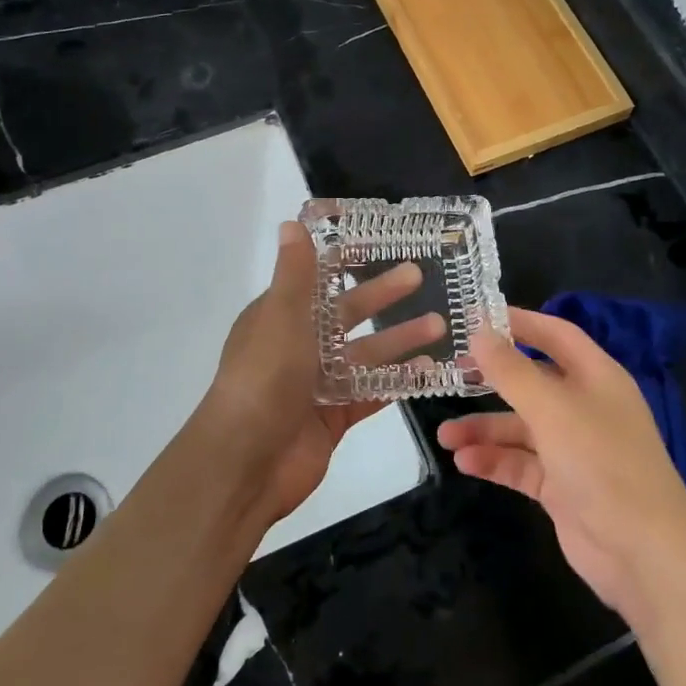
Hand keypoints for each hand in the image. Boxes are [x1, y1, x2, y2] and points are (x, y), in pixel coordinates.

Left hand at [196, 221, 443, 527]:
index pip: (317, 279)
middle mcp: (298, 345)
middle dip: (381, 295)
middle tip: (418, 276)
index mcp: (280, 316)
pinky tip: (430, 371)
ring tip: (439, 325)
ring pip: (365, 354)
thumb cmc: (263, 378)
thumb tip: (292, 222)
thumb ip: (295, 273)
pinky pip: (372, 392)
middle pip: (347, 313)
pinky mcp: (334, 416)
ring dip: (399, 338)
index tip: (378, 242)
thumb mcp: (281, 316)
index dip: (344, 260)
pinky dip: (398, 381)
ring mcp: (317, 383)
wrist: (245, 463)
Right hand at [437, 309, 685, 623]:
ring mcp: (573, 449)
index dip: (519, 323)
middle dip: (492, 379)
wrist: (644, 554)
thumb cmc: (602, 463)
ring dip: (484, 429)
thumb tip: (479, 331)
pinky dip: (494, 462)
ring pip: (521, 428)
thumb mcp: (553, 409)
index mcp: (596, 377)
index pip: (555, 335)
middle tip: (451, 374)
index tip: (476, 318)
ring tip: (445, 436)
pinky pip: (521, 465)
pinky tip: (463, 462)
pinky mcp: (561, 487)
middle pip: (532, 382)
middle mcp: (585, 407)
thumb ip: (511, 371)